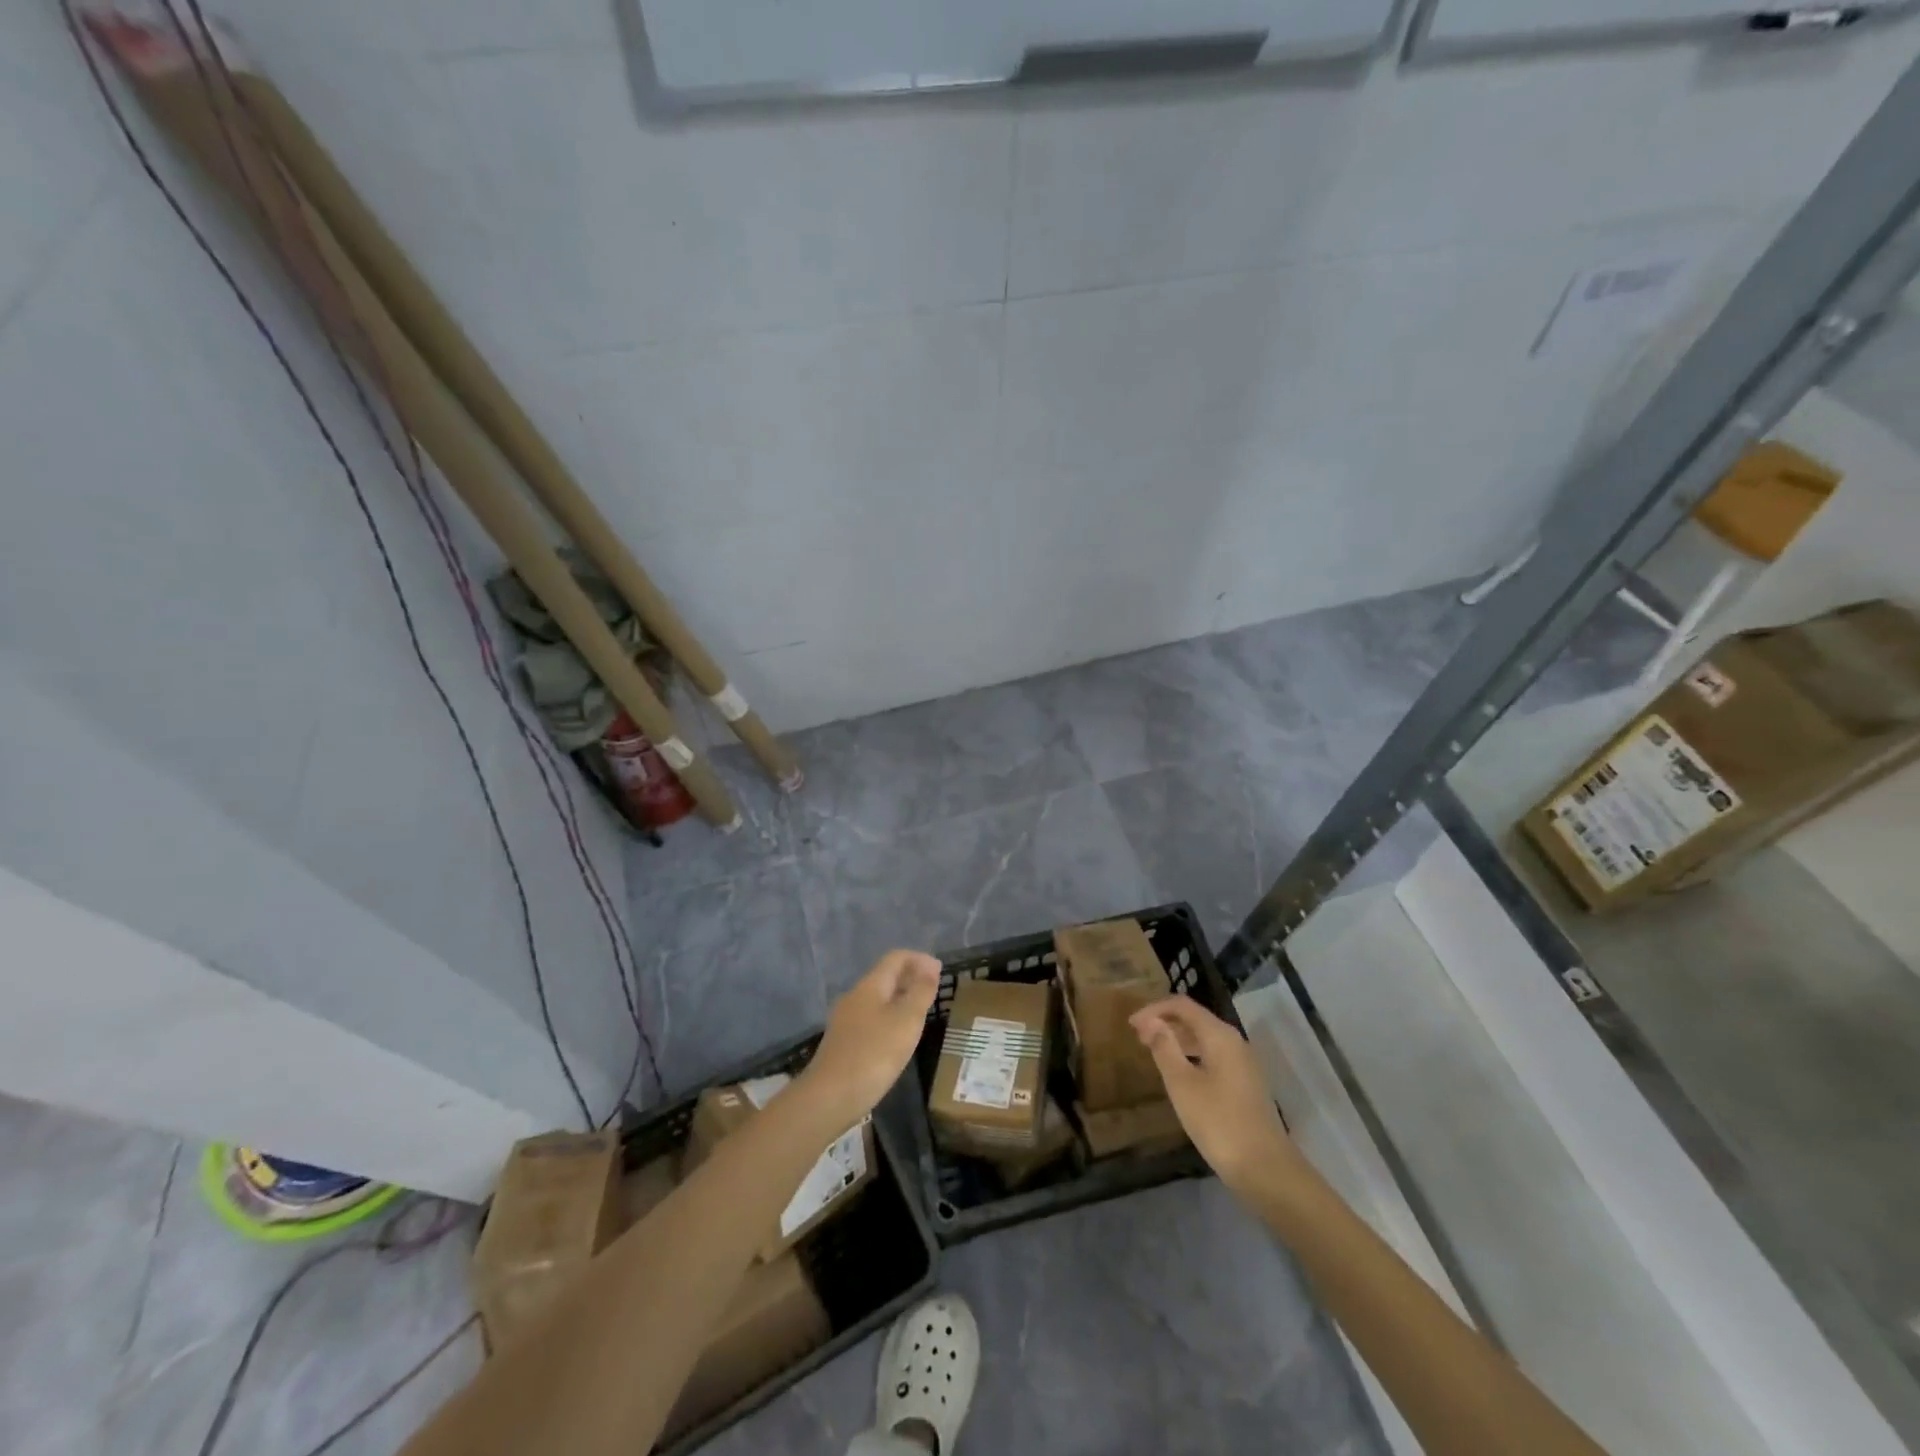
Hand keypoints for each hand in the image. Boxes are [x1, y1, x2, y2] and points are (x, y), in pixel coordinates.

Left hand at [799, 951, 940, 1127]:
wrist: (829, 1097)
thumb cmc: (874, 1054)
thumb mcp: (906, 1021)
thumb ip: (920, 992)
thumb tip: (930, 968)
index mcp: (870, 986)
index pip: (896, 958)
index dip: (919, 959)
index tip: (940, 971)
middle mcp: (855, 997)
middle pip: (885, 976)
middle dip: (910, 977)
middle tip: (934, 989)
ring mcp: (846, 1020)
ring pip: (878, 998)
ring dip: (901, 998)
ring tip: (922, 1012)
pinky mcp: (844, 1042)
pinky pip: (872, 1018)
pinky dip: (890, 1017)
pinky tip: (899, 1036)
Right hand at [1131, 997, 1298, 1192]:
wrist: (1266, 1169)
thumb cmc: (1218, 1123)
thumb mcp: (1182, 1084)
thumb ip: (1165, 1048)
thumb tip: (1150, 1021)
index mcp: (1220, 1035)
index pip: (1183, 1006)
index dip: (1154, 1009)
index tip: (1131, 1025)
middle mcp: (1234, 1042)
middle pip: (1195, 1019)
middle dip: (1165, 1022)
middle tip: (1138, 1038)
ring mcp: (1243, 1063)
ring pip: (1205, 1038)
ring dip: (1178, 1039)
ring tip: (1154, 1052)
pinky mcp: (1245, 1083)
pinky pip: (1213, 1056)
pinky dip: (1192, 1055)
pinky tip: (1179, 1074)